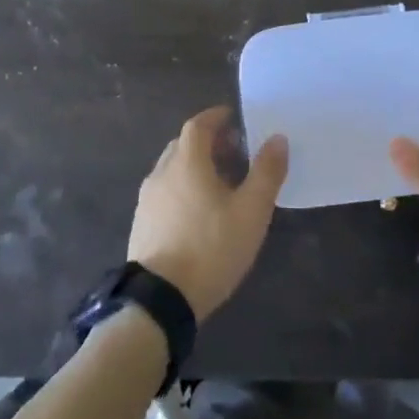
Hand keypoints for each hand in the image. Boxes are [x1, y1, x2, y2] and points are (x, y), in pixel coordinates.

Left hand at [128, 106, 287, 321]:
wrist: (159, 300)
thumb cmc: (210, 248)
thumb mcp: (251, 211)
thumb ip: (266, 172)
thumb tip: (277, 138)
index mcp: (187, 162)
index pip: (198, 125)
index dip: (216, 117)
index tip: (234, 118)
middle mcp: (162, 172)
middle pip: (183, 145)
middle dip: (208, 142)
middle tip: (234, 153)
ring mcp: (147, 200)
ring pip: (172, 169)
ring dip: (195, 167)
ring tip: (220, 185)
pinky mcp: (142, 224)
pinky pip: (165, 192)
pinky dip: (183, 188)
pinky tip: (198, 214)